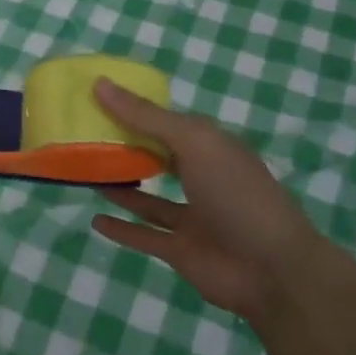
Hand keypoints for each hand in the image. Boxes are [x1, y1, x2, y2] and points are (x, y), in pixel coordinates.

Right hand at [91, 79, 323, 327]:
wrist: (273, 270)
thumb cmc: (237, 193)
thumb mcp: (193, 142)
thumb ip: (146, 117)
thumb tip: (100, 84)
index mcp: (210, 146)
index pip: (167, 121)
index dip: (135, 110)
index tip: (97, 100)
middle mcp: (201, 177)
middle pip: (157, 158)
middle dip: (125, 147)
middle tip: (82, 136)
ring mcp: (192, 216)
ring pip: (149, 198)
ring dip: (120, 186)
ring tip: (85, 172)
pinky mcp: (182, 250)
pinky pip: (145, 235)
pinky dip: (122, 229)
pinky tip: (95, 218)